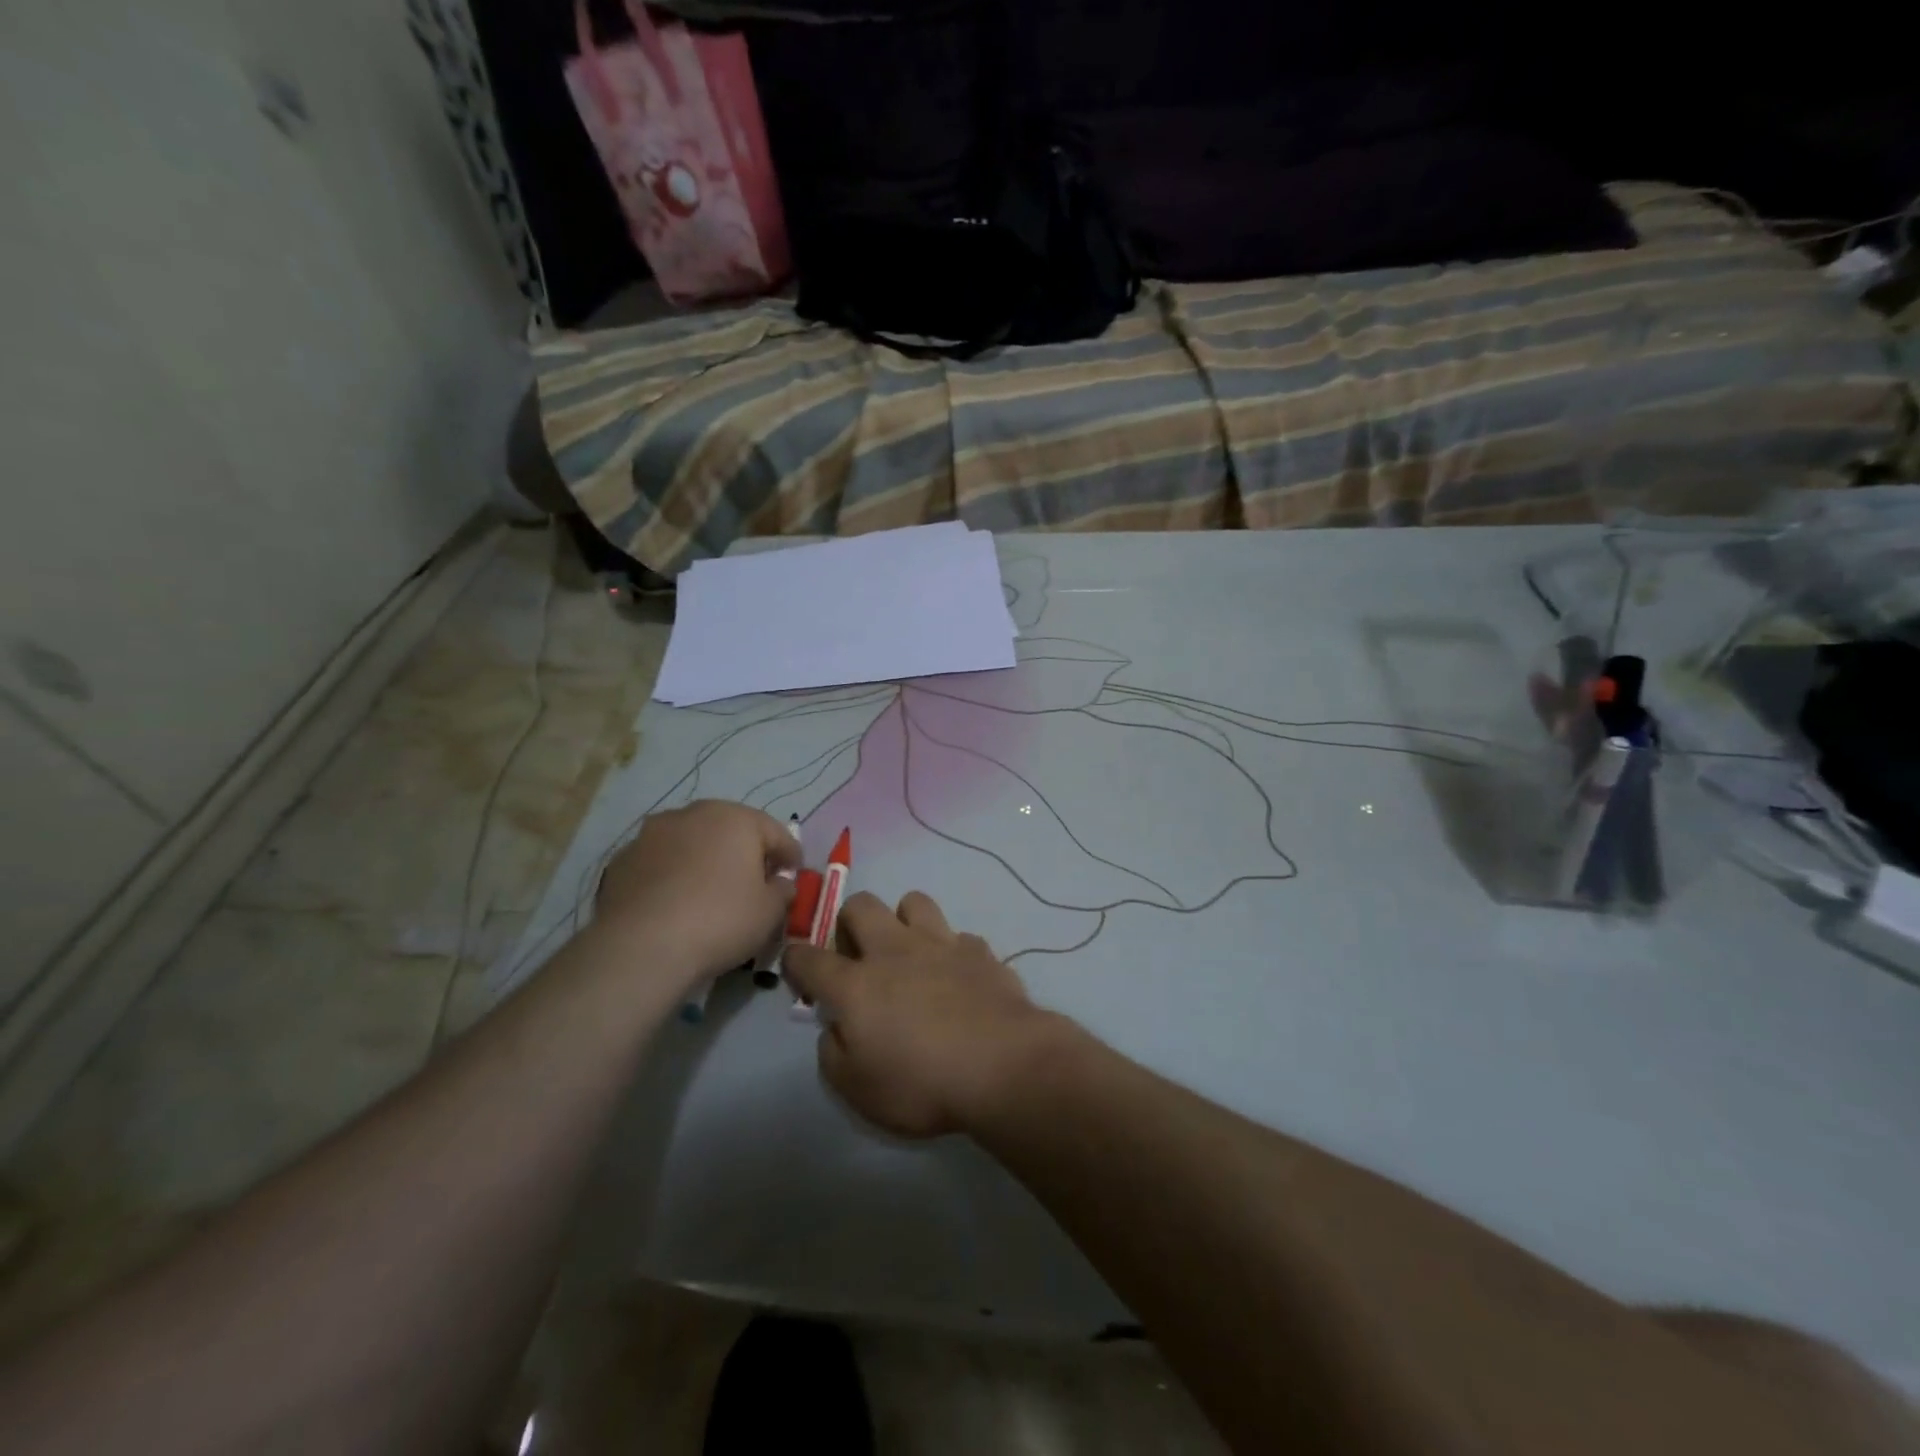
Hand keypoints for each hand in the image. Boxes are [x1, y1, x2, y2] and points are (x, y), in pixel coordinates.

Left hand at [594, 801, 801, 983]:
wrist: (641, 947)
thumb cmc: (720, 920)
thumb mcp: (770, 912)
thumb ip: (782, 891)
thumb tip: (779, 883)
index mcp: (736, 818)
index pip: (775, 832)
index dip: (789, 855)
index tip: (794, 874)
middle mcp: (693, 814)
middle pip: (730, 830)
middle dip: (745, 852)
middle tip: (754, 880)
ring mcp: (652, 834)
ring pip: (691, 842)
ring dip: (705, 859)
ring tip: (710, 891)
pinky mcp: (623, 859)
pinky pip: (661, 863)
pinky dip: (673, 875)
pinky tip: (675, 903)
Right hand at [782, 891, 1072, 1138]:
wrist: (1003, 1066)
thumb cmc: (922, 1084)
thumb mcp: (858, 1091)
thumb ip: (834, 1054)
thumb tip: (836, 1028)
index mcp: (856, 984)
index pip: (808, 957)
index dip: (796, 961)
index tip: (801, 973)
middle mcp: (894, 950)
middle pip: (860, 905)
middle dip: (850, 922)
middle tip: (859, 957)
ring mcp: (941, 943)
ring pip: (913, 901)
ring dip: (904, 921)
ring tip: (911, 955)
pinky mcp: (980, 950)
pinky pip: (959, 937)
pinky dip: (952, 953)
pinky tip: (959, 979)